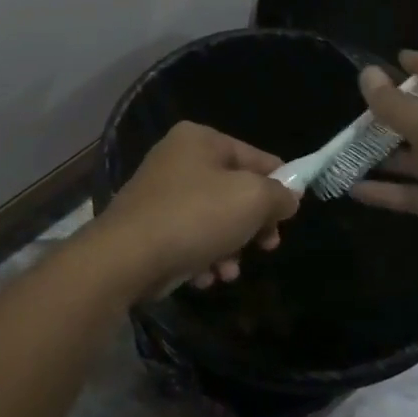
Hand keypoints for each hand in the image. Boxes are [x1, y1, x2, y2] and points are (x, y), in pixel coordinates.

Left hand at [92, 121, 299, 300]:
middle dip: (252, 224)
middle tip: (266, 247)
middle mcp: (178, 158)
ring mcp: (161, 192)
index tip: (290, 217)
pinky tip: (205, 277)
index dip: (279, 185)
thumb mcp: (252, 200)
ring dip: (229, 248)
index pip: (256, 156)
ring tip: (229, 271)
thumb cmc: (195, 217)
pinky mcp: (150, 225)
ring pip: (214, 219)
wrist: (127, 257)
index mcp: (200, 139)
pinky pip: (190, 238)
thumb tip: (287, 197)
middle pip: (234, 190)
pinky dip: (203, 257)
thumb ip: (278, 195)